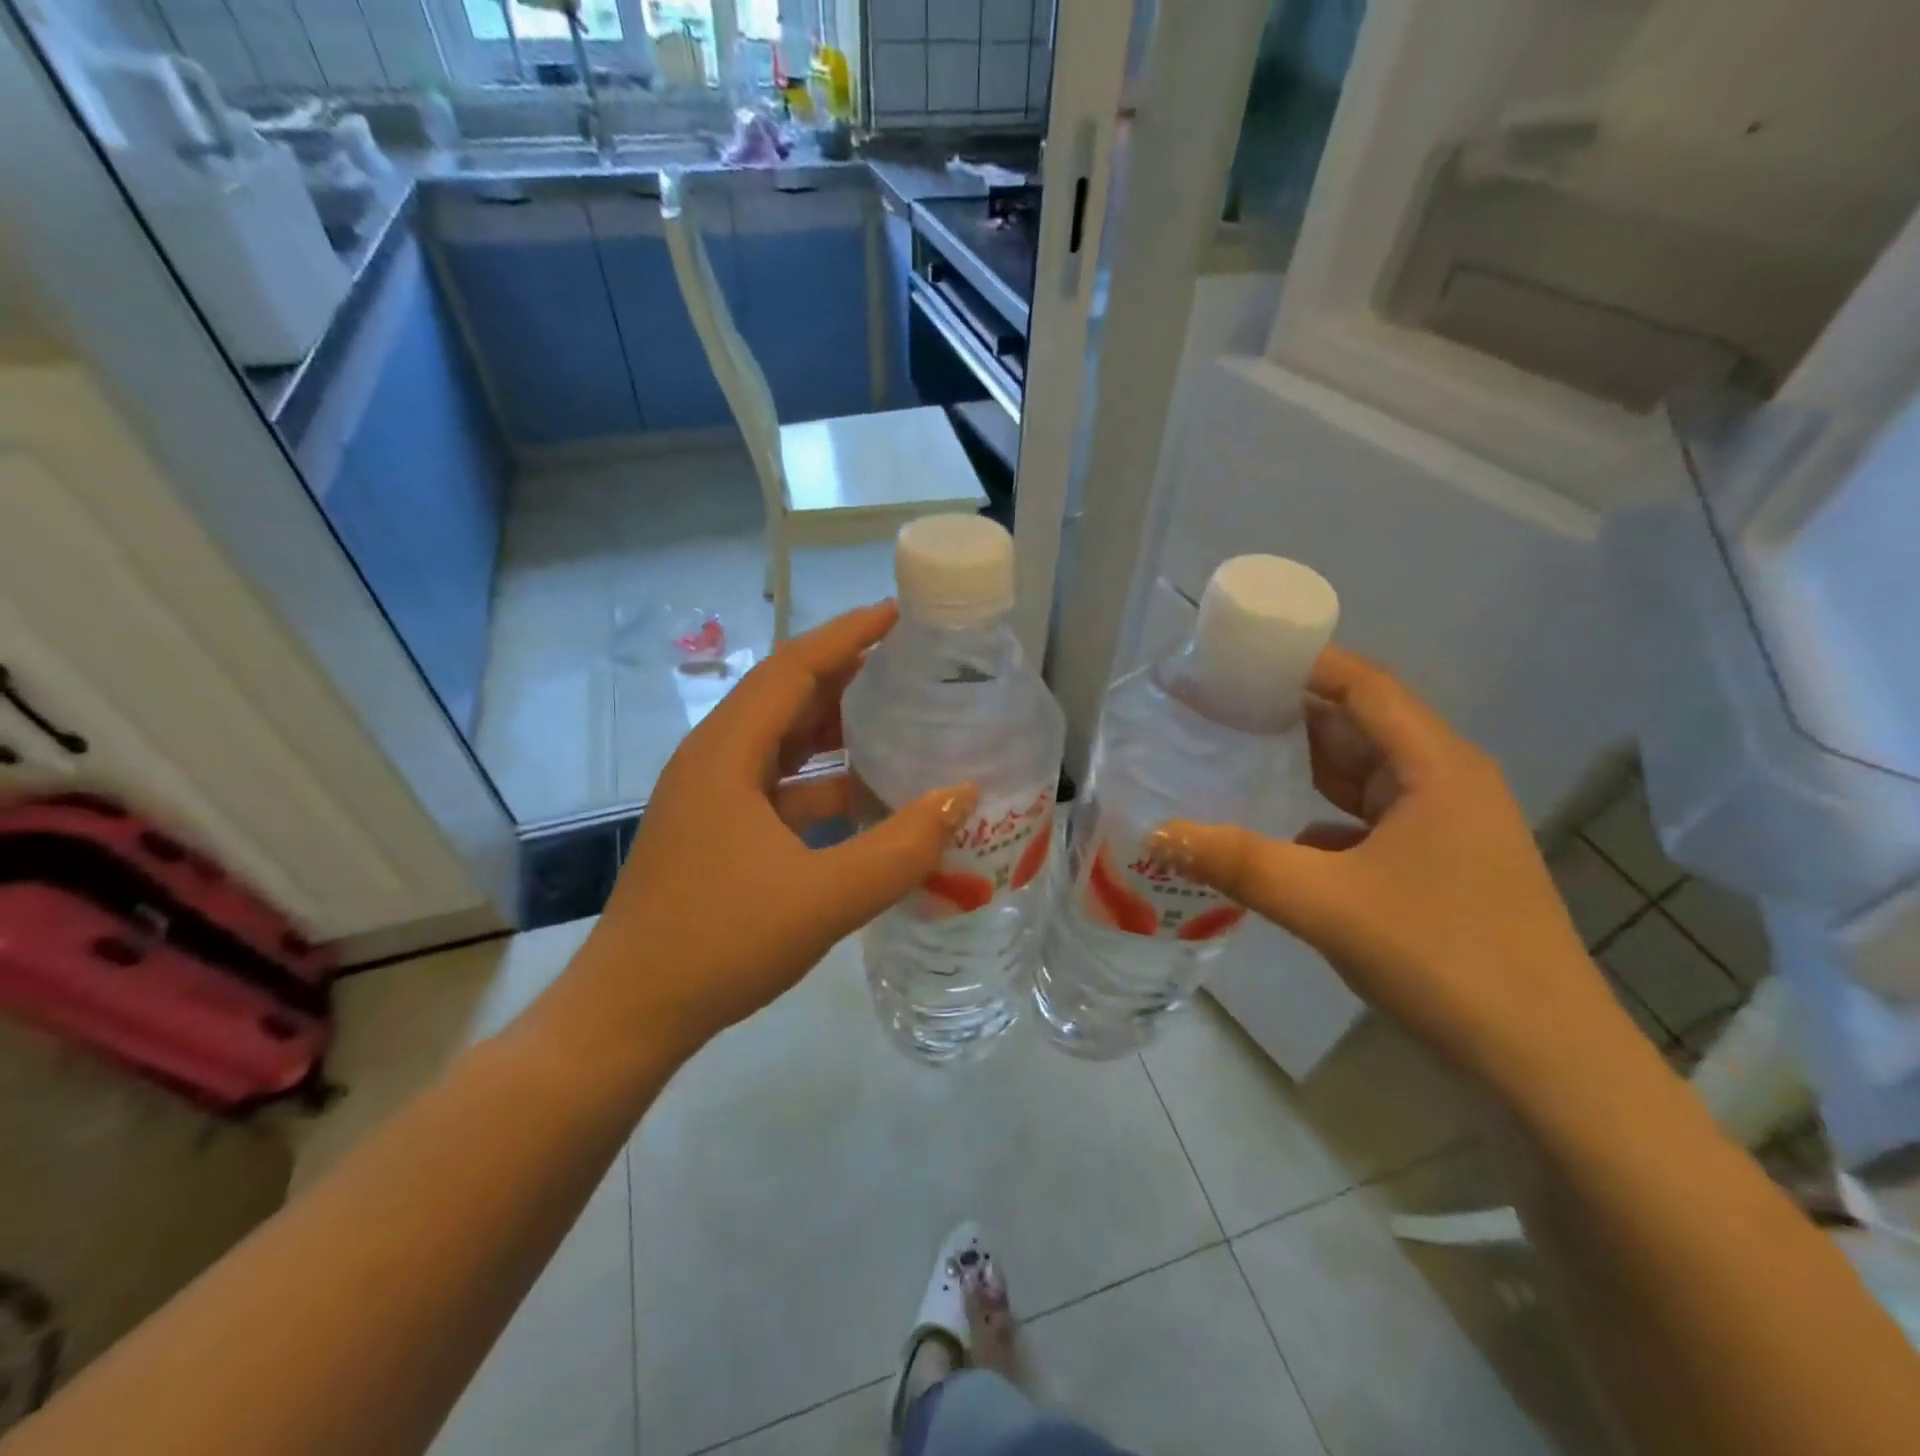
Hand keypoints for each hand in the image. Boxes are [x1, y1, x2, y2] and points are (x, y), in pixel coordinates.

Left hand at [574, 603, 975, 1055]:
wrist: (631, 1014)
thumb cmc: (719, 943)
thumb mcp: (823, 898)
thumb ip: (900, 849)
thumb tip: (961, 797)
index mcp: (727, 754)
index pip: (793, 668)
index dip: (846, 636)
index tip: (897, 616)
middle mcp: (714, 762)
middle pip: (787, 698)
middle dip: (848, 677)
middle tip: (910, 669)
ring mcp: (712, 799)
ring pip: (783, 745)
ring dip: (837, 733)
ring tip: (899, 725)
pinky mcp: (716, 832)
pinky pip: (779, 788)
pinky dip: (823, 784)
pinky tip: (866, 802)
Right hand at [1153, 645, 1635, 1093]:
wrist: (1545, 1062)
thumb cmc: (1444, 957)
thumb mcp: (1326, 903)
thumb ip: (1238, 863)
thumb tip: (1158, 834)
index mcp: (1435, 767)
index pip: (1365, 685)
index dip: (1305, 663)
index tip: (1240, 658)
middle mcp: (1445, 783)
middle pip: (1360, 726)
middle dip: (1290, 713)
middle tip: (1217, 707)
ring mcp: (1445, 828)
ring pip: (1362, 777)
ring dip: (1303, 766)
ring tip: (1233, 755)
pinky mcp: (1437, 868)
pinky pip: (1365, 821)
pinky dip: (1319, 816)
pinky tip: (1272, 832)